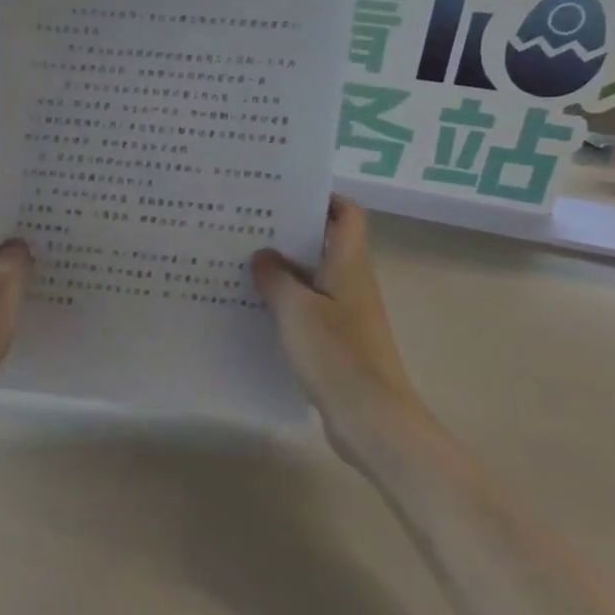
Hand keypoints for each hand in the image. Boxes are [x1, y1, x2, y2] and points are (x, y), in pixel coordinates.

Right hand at [252, 197, 425, 464]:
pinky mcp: (338, 340)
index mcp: (350, 265)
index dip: (322, 198)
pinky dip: (286, 301)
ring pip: (314, 276)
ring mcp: (347, 313)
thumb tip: (263, 255)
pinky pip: (309, 307)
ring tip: (242, 260)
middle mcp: (352, 282)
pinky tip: (255, 306)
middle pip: (326, 242)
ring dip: (284, 268)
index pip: (347, 214)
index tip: (283, 194)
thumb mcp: (296, 310)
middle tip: (248, 224)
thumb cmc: (337, 356)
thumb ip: (276, 277)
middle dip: (291, 231)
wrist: (372, 419)